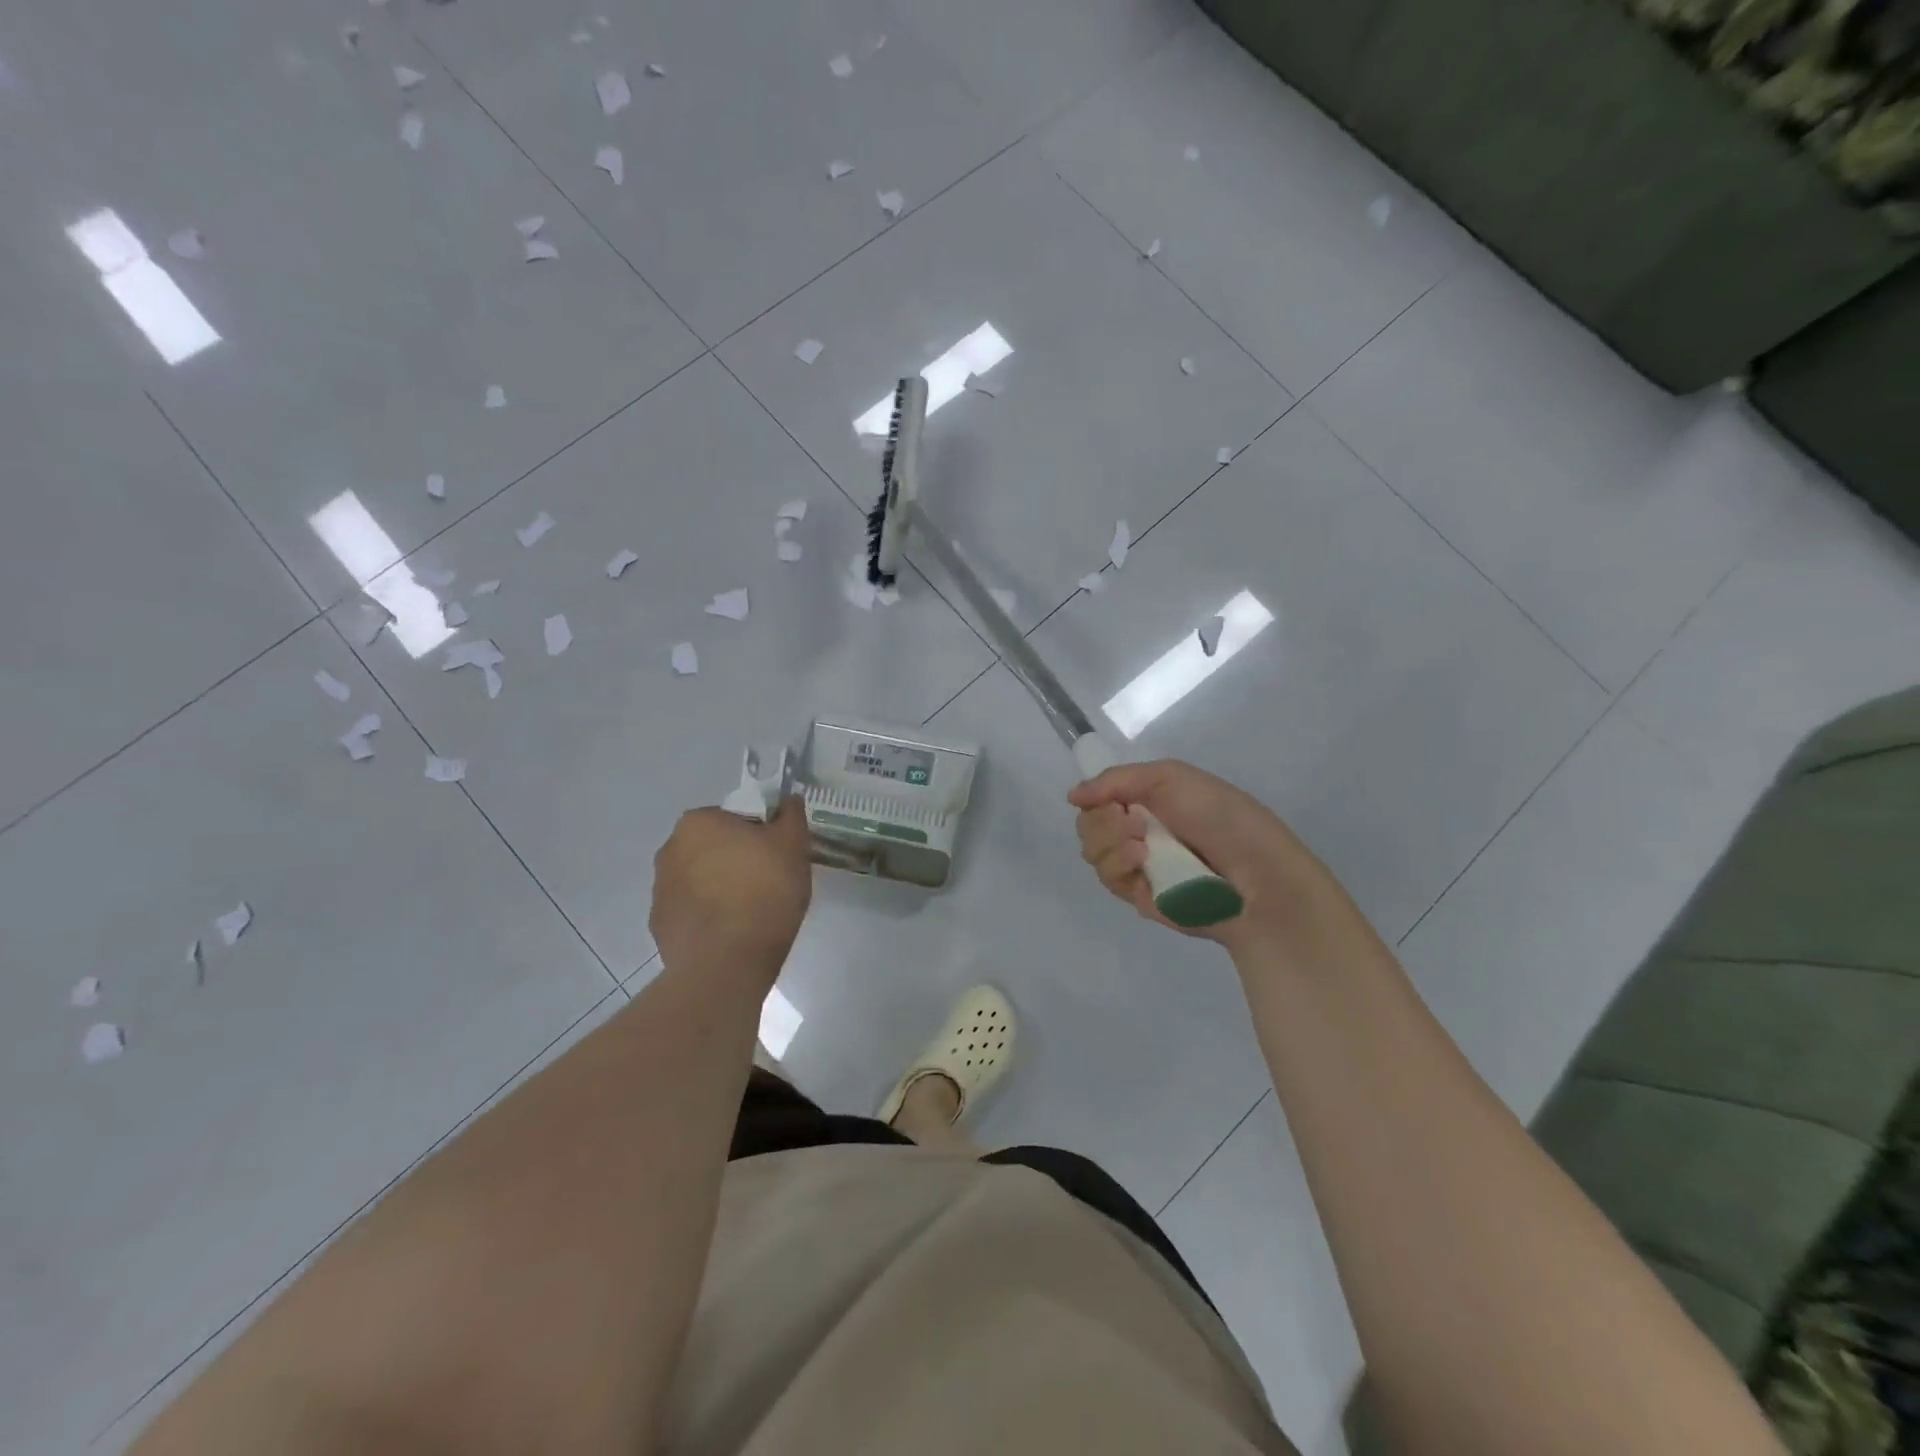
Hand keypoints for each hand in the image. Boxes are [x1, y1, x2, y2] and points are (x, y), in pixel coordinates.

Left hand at [650, 798, 812, 982]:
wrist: (727, 962)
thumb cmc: (764, 891)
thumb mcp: (793, 845)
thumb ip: (791, 815)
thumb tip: (787, 800)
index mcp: (698, 822)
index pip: (734, 818)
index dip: (759, 835)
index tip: (776, 855)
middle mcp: (669, 849)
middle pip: (713, 847)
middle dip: (735, 860)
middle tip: (767, 882)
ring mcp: (659, 890)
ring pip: (700, 879)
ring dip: (720, 888)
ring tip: (750, 913)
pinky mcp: (659, 926)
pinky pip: (690, 911)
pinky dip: (708, 917)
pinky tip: (732, 933)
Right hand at [1068, 760, 1360, 959]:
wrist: (1258, 875)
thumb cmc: (1222, 817)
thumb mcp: (1171, 777)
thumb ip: (1117, 780)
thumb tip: (1072, 795)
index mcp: (1148, 800)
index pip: (1099, 797)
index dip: (1096, 796)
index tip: (1109, 798)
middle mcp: (1138, 831)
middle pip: (1088, 825)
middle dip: (1101, 820)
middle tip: (1131, 820)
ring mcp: (1138, 866)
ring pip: (1092, 852)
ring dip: (1108, 842)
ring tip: (1141, 845)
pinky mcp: (1140, 897)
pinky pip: (1108, 879)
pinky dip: (1118, 865)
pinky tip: (1140, 861)